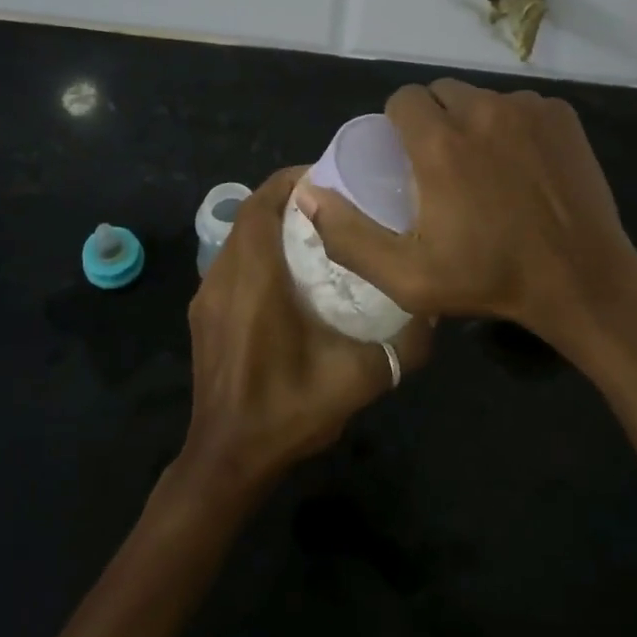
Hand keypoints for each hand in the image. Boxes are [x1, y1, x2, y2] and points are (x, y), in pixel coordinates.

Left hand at [183, 167, 431, 493]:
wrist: (228, 459)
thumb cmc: (288, 412)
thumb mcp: (358, 379)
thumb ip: (403, 346)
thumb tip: (434, 312)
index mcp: (255, 282)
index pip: (263, 205)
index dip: (292, 181)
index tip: (330, 176)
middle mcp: (223, 278)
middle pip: (249, 214)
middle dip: (287, 197)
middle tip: (333, 201)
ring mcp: (206, 298)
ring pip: (237, 238)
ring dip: (270, 224)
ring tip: (316, 231)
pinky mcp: (202, 316)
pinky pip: (230, 263)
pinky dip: (257, 250)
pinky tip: (289, 275)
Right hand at [292, 80, 636, 347]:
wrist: (581, 280)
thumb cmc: (489, 280)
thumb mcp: (407, 276)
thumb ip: (349, 236)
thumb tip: (309, 194)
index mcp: (440, 143)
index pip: (402, 99)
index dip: (397, 126)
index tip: (406, 159)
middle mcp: (482, 111)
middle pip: (440, 92)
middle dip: (433, 121)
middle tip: (442, 166)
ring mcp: (528, 109)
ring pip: (481, 98)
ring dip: (473, 122)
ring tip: (484, 167)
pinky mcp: (561, 115)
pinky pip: (520, 106)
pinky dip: (512, 126)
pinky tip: (522, 166)